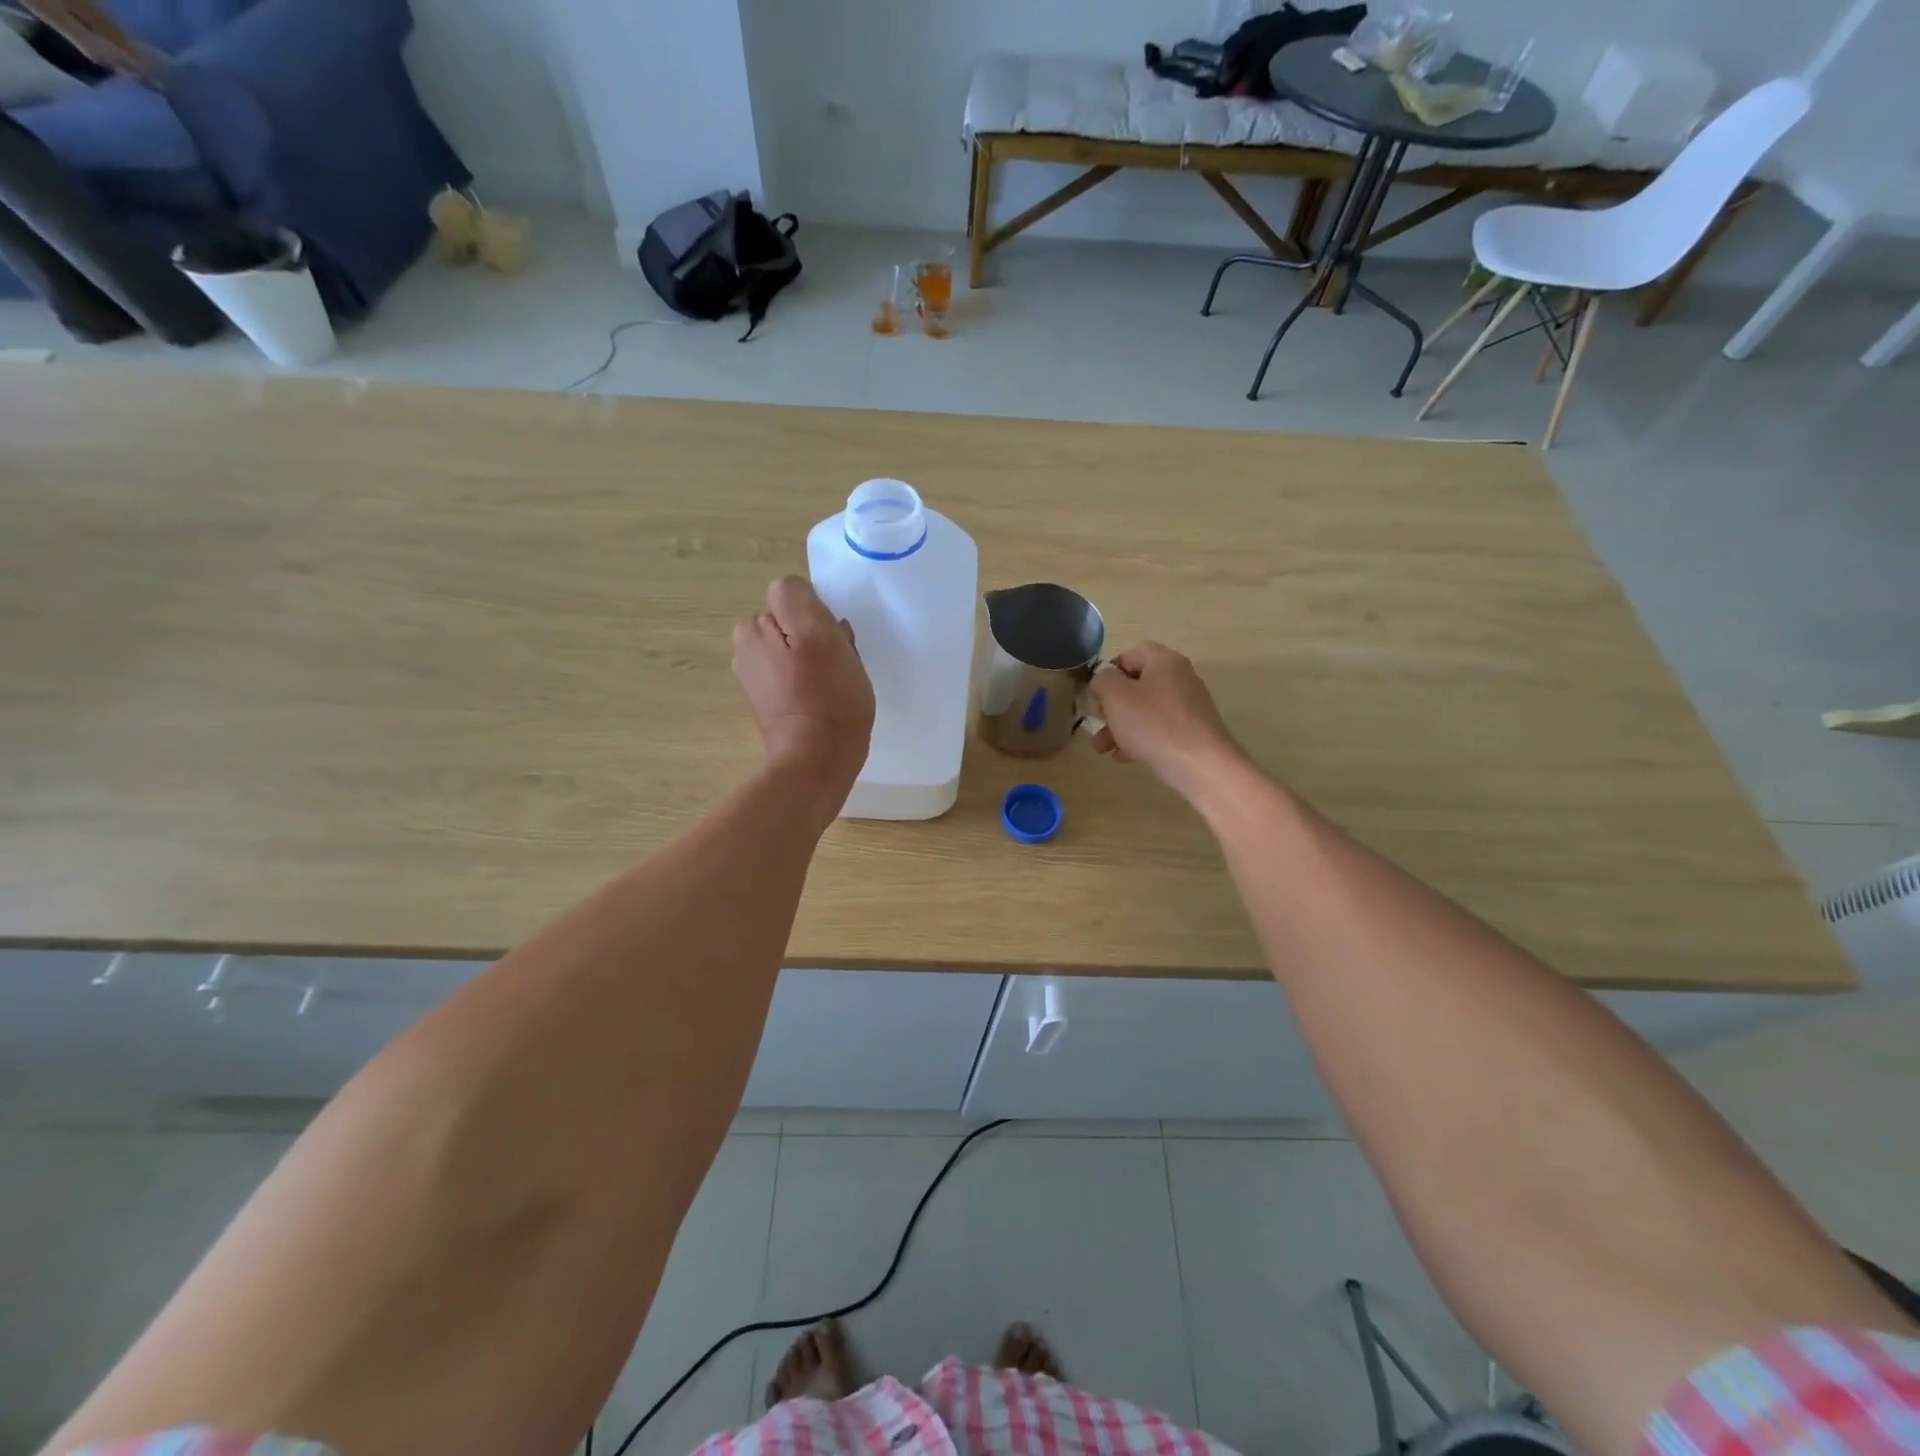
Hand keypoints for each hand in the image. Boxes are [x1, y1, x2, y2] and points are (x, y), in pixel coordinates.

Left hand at [732, 576, 873, 791]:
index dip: (819, 615)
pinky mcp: (772, 702)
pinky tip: (827, 700)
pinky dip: (814, 681)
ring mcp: (757, 678)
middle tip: (837, 664)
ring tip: (835, 684)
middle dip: (818, 636)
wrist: (817, 762)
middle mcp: (746, 648)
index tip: (833, 641)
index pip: (795, 597)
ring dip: (820, 659)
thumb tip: (800, 595)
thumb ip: (798, 598)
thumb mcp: (817, 633)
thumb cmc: (825, 697)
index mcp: (751, 628)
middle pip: (795, 622)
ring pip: (800, 648)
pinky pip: (799, 675)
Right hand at [1088, 642, 1244, 800]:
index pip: (1130, 654)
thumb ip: (1102, 680)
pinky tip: (1125, 758)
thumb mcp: (1115, 696)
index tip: (1095, 694)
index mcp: (1164, 662)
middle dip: (1110, 707)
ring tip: (1102, 749)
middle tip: (1096, 724)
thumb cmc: (1153, 724)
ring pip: (1144, 711)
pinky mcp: (1192, 732)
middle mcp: (1180, 679)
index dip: (1108, 671)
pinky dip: (1139, 740)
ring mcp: (1188, 707)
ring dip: (1119, 727)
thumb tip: (1104, 679)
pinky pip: (1159, 729)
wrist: (1201, 765)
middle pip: (1136, 685)